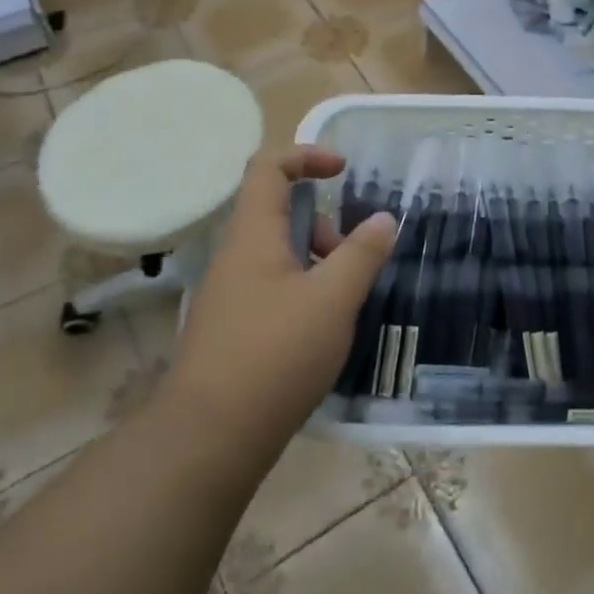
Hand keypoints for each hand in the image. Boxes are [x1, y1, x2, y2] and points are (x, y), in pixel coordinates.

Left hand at [170, 148, 396, 453]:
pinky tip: (321, 333)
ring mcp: (228, 295)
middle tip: (351, 263)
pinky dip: (302, 293)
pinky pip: (271, 289)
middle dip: (323, 227)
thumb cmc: (275, 354)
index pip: (269, 168)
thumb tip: (384, 218)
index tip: (344, 172)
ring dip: (316, 264)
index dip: (306, 156)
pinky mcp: (230, 330)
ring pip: (278, 256)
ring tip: (343, 304)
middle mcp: (235, 257)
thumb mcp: (333, 299)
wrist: (209, 438)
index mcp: (253, 235)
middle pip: (279, 213)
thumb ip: (362, 253)